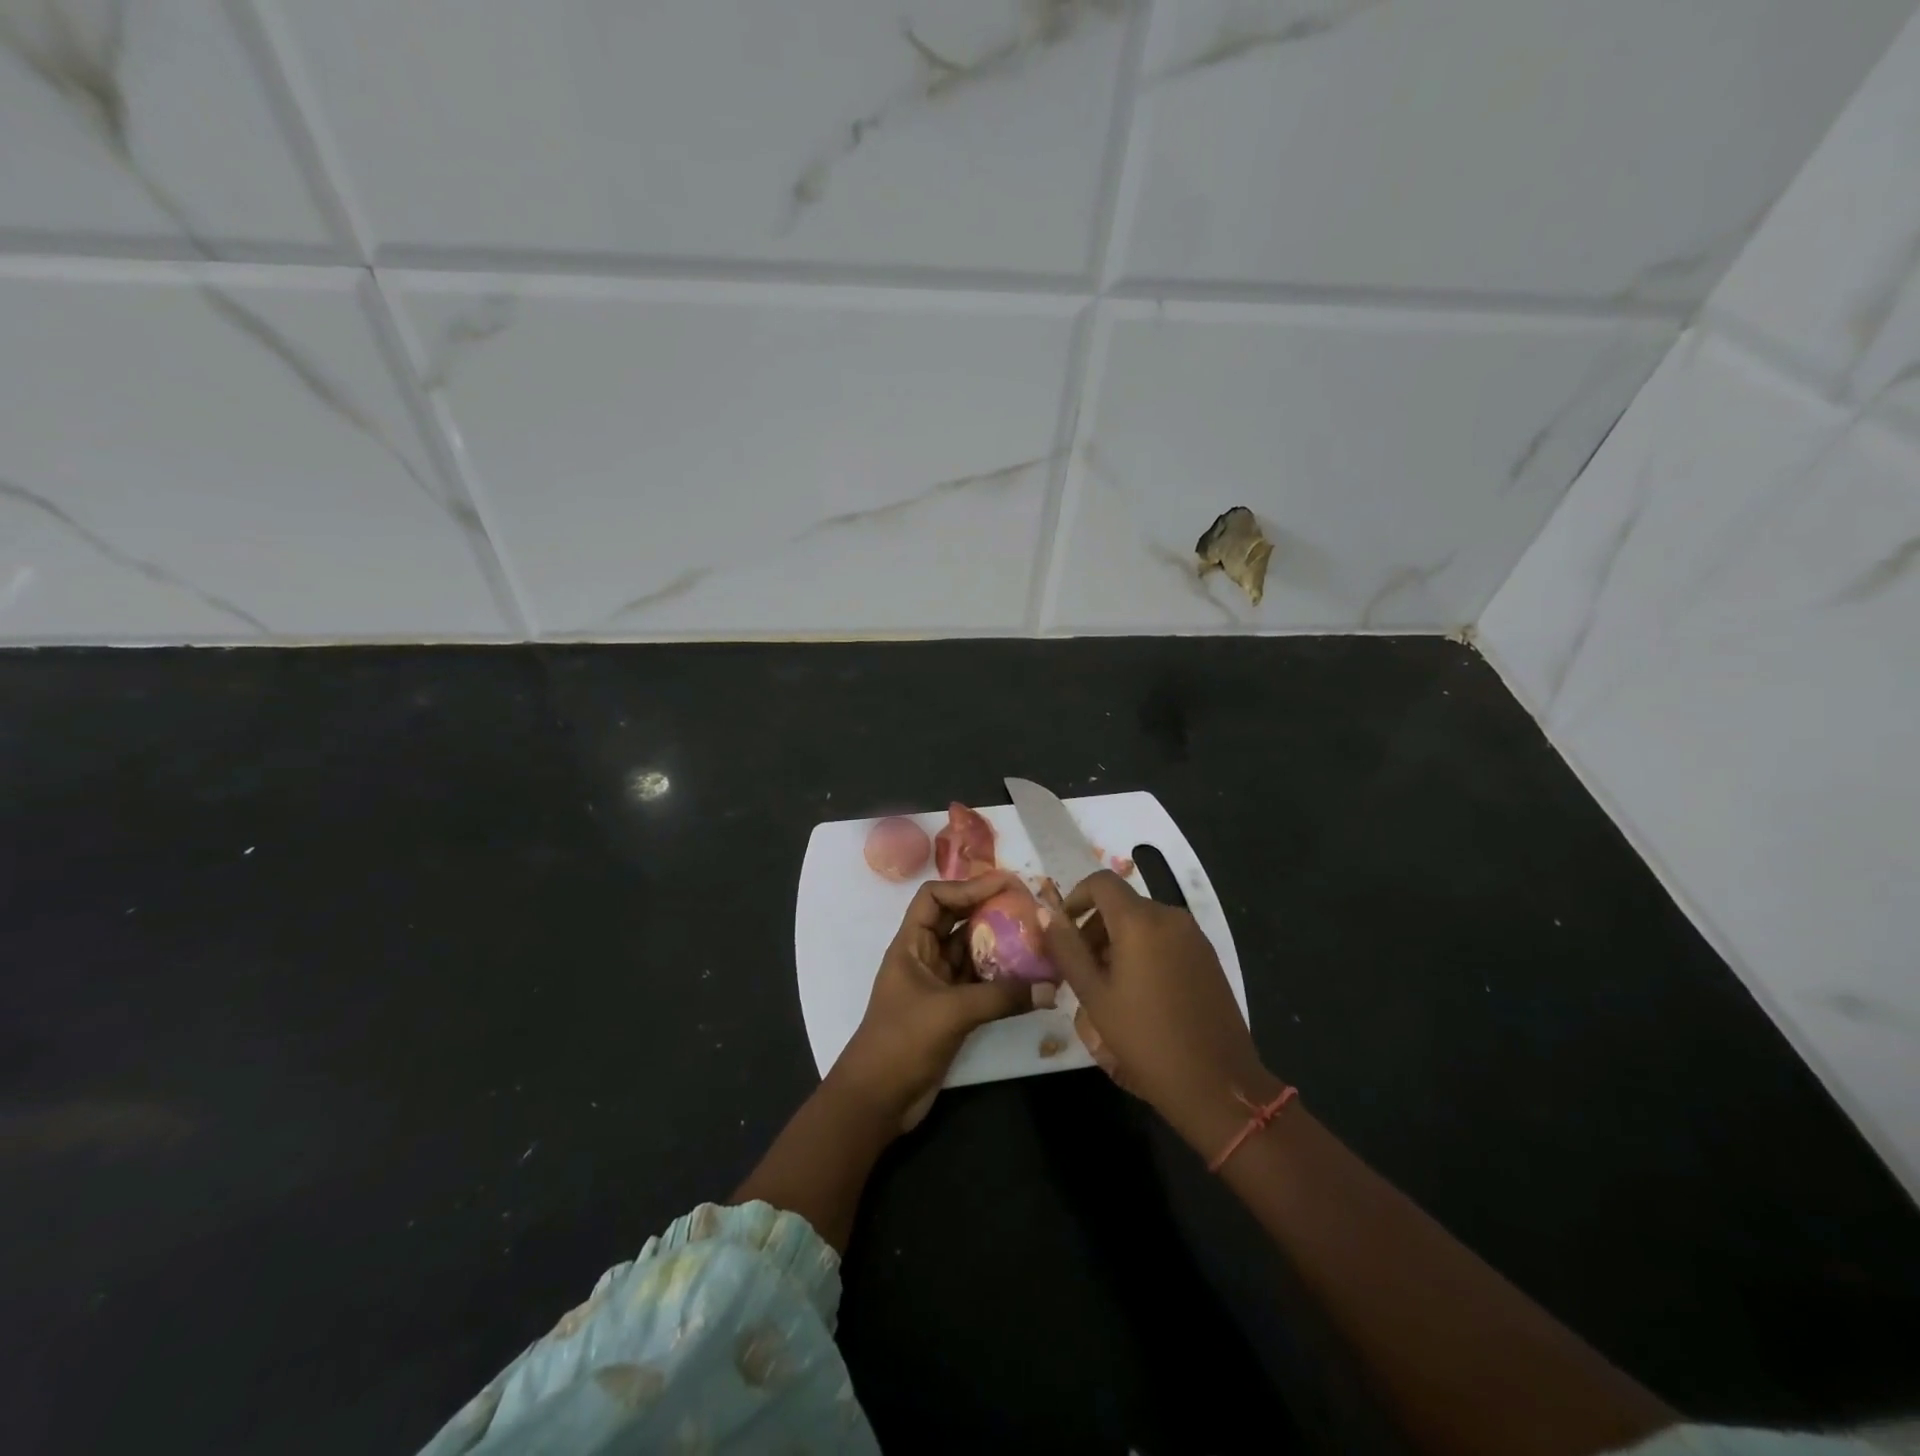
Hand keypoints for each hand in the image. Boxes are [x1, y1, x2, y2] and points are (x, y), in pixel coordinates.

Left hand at [830, 871, 1033, 1132]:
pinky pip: (980, 982)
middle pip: (956, 919)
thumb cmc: (902, 1042)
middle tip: (1027, 905)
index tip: (1004, 885)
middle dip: (989, 909)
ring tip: (1036, 936)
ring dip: (999, 943)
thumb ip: (1002, 997)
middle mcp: (924, 957)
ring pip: (971, 951)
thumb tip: (1051, 988)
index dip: (966, 886)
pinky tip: (1030, 977)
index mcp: (910, 945)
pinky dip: (1002, 977)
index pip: (934, 897)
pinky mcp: (950, 1010)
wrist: (878, 1100)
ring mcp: (938, 984)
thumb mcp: (952, 1012)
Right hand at [1040, 871, 1281, 1154]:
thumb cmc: (1145, 1039)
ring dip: (1119, 940)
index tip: (1063, 930)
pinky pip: (1166, 938)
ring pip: (1144, 921)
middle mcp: (1169, 916)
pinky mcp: (1208, 956)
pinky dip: (1145, 949)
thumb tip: (1046, 913)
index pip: (1101, 882)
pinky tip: (1140, 992)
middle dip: (1095, 926)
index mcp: (1139, 921)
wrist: (1216, 1083)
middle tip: (1081, 967)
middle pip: (1123, 903)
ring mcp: (1194, 936)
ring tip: (1107, 985)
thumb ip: (1067, 949)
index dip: (1076, 897)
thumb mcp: (1094, 996)